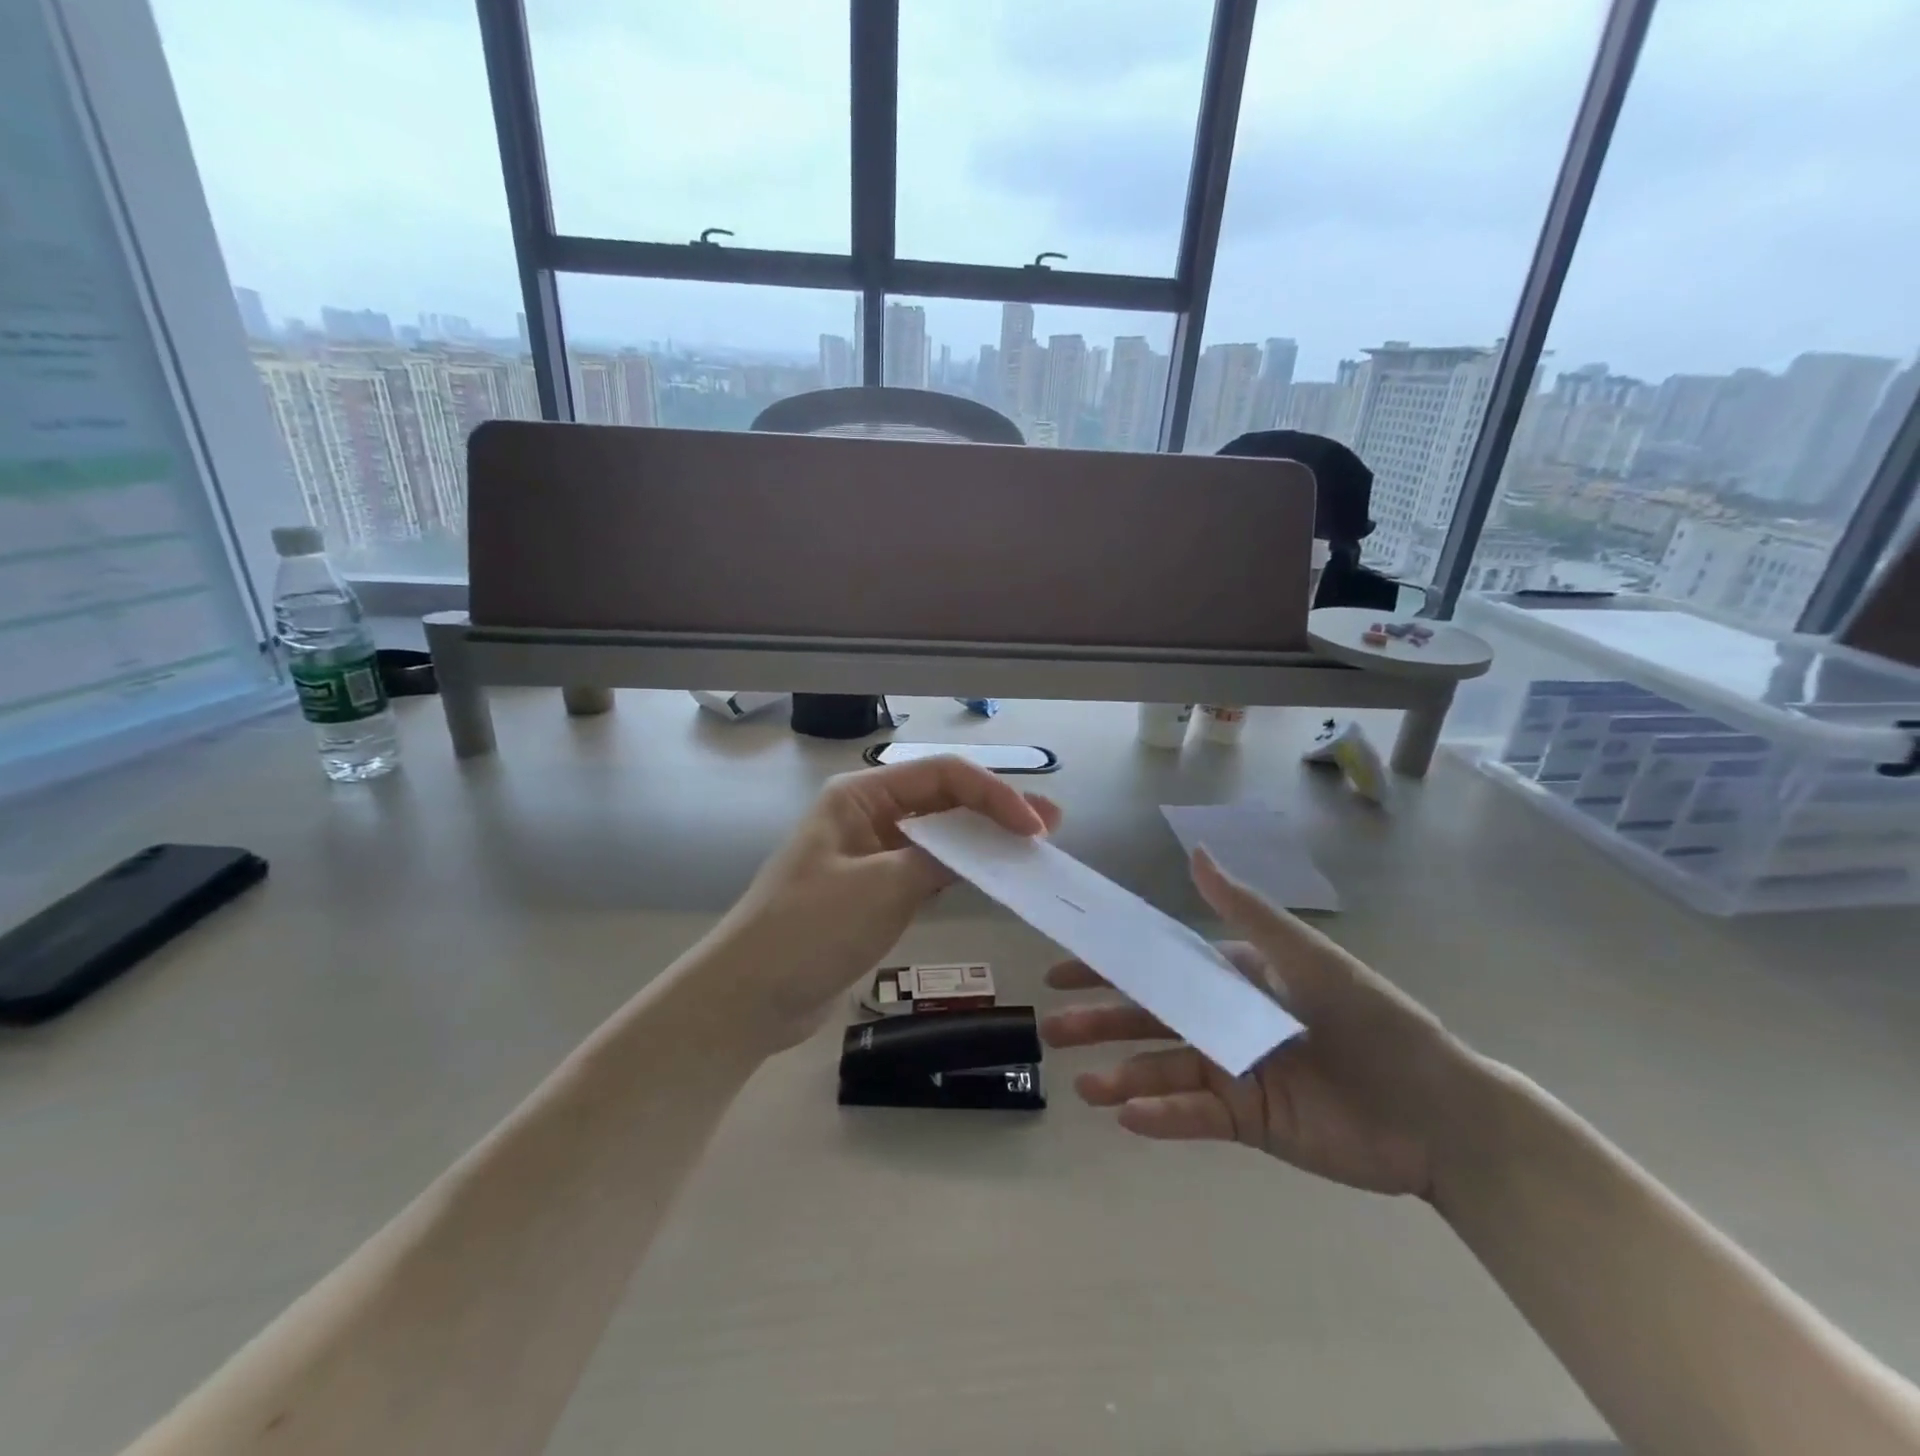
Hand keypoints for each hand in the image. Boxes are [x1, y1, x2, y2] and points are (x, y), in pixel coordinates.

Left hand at [711, 756, 1060, 1051]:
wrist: (748, 997)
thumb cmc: (808, 930)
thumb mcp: (880, 888)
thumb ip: (938, 860)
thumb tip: (987, 847)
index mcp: (860, 796)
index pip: (941, 776)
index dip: (993, 794)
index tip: (1033, 826)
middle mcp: (868, 815)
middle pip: (943, 801)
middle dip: (995, 811)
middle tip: (1048, 827)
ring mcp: (871, 853)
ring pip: (939, 835)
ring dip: (982, 840)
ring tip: (1030, 849)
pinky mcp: (875, 890)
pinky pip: (927, 868)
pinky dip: (961, 870)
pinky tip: (992, 876)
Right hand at [1040, 847, 1471, 1197]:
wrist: (1439, 1111)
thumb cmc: (1372, 1020)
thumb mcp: (1306, 956)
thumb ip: (1245, 910)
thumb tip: (1197, 852)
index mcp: (1235, 978)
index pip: (1160, 967)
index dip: (1111, 968)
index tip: (1064, 971)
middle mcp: (1224, 1021)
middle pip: (1150, 1019)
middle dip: (1101, 1022)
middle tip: (1053, 1029)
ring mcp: (1233, 1072)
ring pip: (1164, 1070)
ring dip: (1122, 1076)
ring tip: (1084, 1087)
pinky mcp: (1248, 1121)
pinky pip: (1194, 1115)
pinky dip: (1161, 1116)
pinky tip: (1127, 1116)